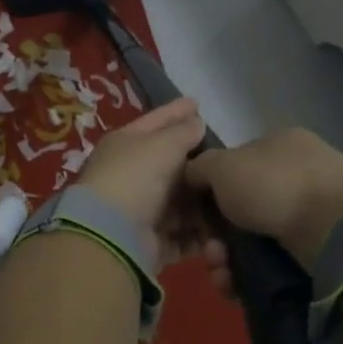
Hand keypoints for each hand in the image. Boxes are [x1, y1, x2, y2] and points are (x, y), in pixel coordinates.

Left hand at [74, 99, 213, 267]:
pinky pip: (181, 235)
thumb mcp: (162, 144)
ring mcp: (140, 210)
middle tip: (224, 155)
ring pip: (178, 202)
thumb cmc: (136, 177)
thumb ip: (183, 132)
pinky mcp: (150, 241)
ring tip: (230, 197)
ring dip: (202, 203)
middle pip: (168, 164)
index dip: (176, 111)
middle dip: (195, 162)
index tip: (197, 102)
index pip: (155, 121)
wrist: (111, 233)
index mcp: (125, 144)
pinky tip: (221, 231)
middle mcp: (130, 175)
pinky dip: (199, 235)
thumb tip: (195, 122)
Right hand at [184, 128, 342, 272]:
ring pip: (253, 241)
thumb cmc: (274, 185)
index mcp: (279, 146)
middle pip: (241, 209)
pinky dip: (248, 276)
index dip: (210, 191)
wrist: (336, 228)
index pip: (236, 165)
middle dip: (216, 236)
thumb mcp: (224, 165)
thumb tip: (192, 175)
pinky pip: (271, 264)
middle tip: (210, 252)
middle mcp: (296, 176)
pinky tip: (235, 287)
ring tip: (221, 275)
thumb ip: (201, 167)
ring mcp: (311, 214)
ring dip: (227, 260)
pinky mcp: (318, 251)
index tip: (196, 215)